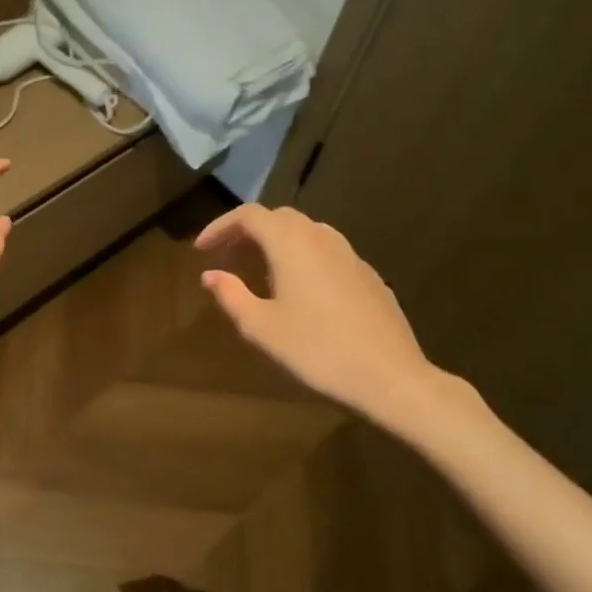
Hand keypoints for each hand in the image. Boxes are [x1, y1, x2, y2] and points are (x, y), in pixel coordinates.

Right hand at [195, 204, 467, 432]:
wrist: (390, 376)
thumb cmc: (317, 350)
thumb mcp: (261, 327)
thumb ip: (231, 295)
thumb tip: (210, 275)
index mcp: (291, 243)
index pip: (249, 215)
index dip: (220, 226)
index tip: (201, 249)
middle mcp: (321, 237)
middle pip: (279, 218)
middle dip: (248, 231)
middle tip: (227, 255)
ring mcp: (350, 254)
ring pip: (306, 232)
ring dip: (277, 242)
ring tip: (259, 269)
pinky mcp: (368, 275)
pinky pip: (326, 252)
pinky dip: (302, 257)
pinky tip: (300, 289)